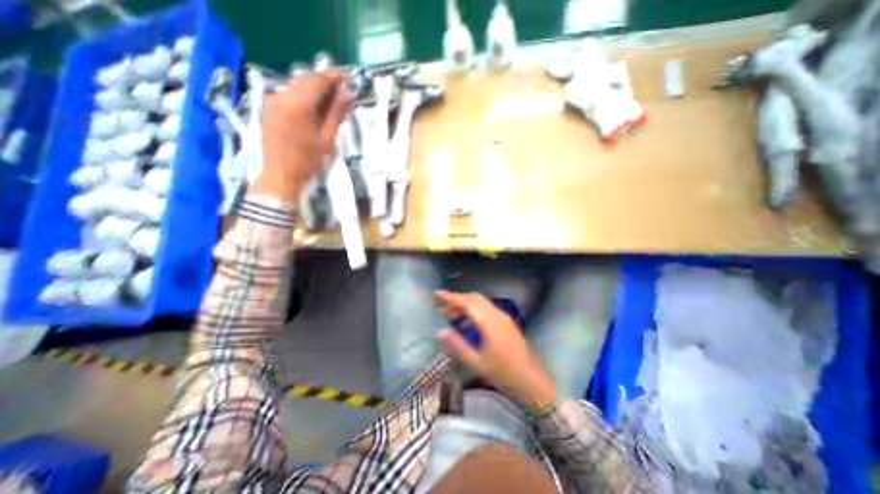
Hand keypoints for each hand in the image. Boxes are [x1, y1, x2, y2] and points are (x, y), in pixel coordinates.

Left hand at [251, 69, 352, 199]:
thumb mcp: (326, 138)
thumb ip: (336, 114)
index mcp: (297, 104)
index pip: (317, 80)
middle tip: (341, 93)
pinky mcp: (268, 108)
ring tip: (330, 103)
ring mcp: (272, 101)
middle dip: (324, 84)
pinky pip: (288, 95)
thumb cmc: (307, 161)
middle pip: (305, 81)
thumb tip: (348, 95)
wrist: (280, 175)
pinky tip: (313, 109)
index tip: (347, 79)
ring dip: (313, 91)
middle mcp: (281, 96)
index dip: (332, 78)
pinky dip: (303, 98)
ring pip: (296, 87)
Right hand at [433, 291, 554, 410]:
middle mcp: (496, 314)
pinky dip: (474, 311)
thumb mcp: (476, 362)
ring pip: (480, 303)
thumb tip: (439, 332)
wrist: (531, 381)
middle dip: (457, 301)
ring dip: (465, 306)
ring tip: (452, 318)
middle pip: (473, 298)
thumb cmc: (503, 373)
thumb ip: (457, 345)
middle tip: (442, 311)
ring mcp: (503, 317)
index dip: (450, 296)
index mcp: (488, 321)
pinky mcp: (506, 322)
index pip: (466, 302)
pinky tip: (468, 324)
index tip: (437, 294)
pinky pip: (487, 309)